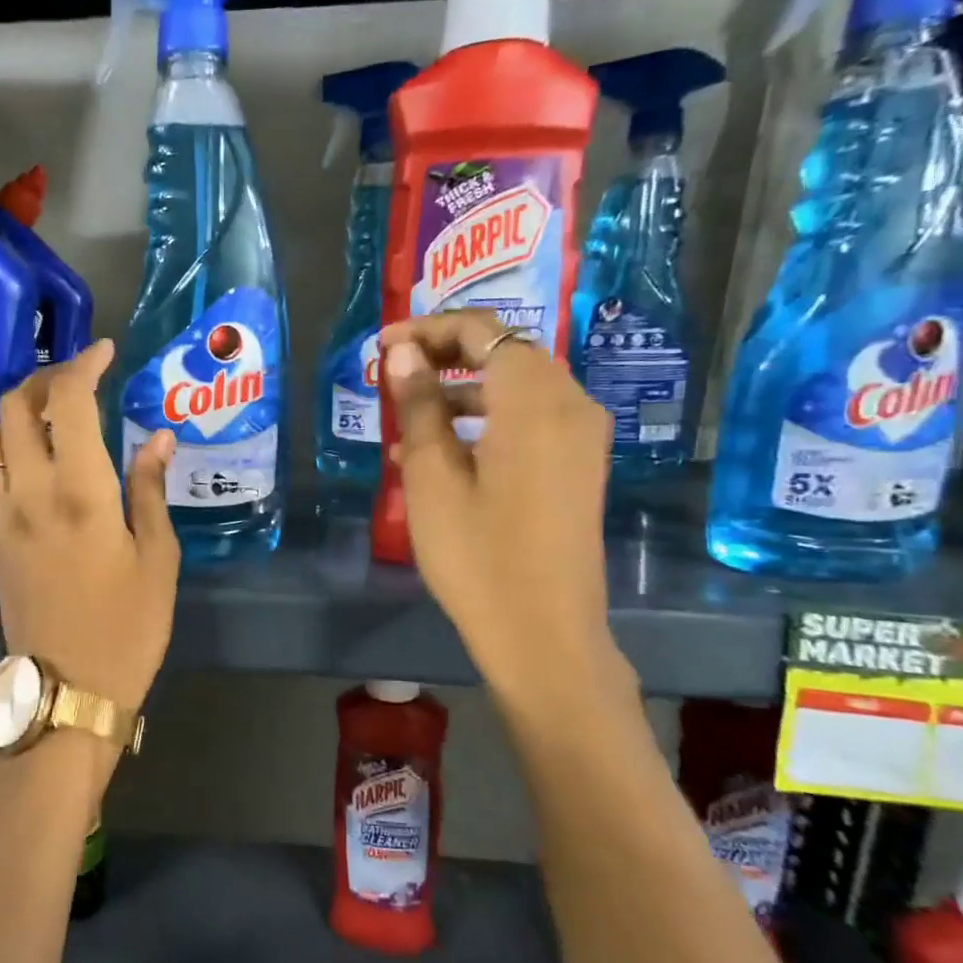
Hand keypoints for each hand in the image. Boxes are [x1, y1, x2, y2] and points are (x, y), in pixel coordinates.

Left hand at [0, 339, 181, 720]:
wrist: (67, 692)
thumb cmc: (128, 628)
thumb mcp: (158, 559)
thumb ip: (151, 490)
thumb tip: (157, 438)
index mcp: (80, 492)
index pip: (68, 401)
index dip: (84, 364)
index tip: (105, 351)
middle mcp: (30, 492)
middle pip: (15, 406)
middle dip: (43, 376)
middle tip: (79, 378)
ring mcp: (3, 516)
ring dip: (20, 410)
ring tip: (56, 412)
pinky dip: (12, 447)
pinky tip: (40, 459)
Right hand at [382, 310, 628, 714]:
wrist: (543, 633)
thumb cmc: (478, 555)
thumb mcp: (433, 478)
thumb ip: (420, 406)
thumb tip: (401, 354)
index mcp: (534, 401)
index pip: (482, 332)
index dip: (428, 329)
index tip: (382, 347)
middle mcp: (570, 404)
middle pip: (506, 351)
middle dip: (446, 352)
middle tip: (393, 371)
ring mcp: (581, 436)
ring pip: (517, 385)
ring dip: (463, 387)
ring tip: (408, 413)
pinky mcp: (578, 465)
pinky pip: (530, 418)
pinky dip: (486, 418)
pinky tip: (440, 450)